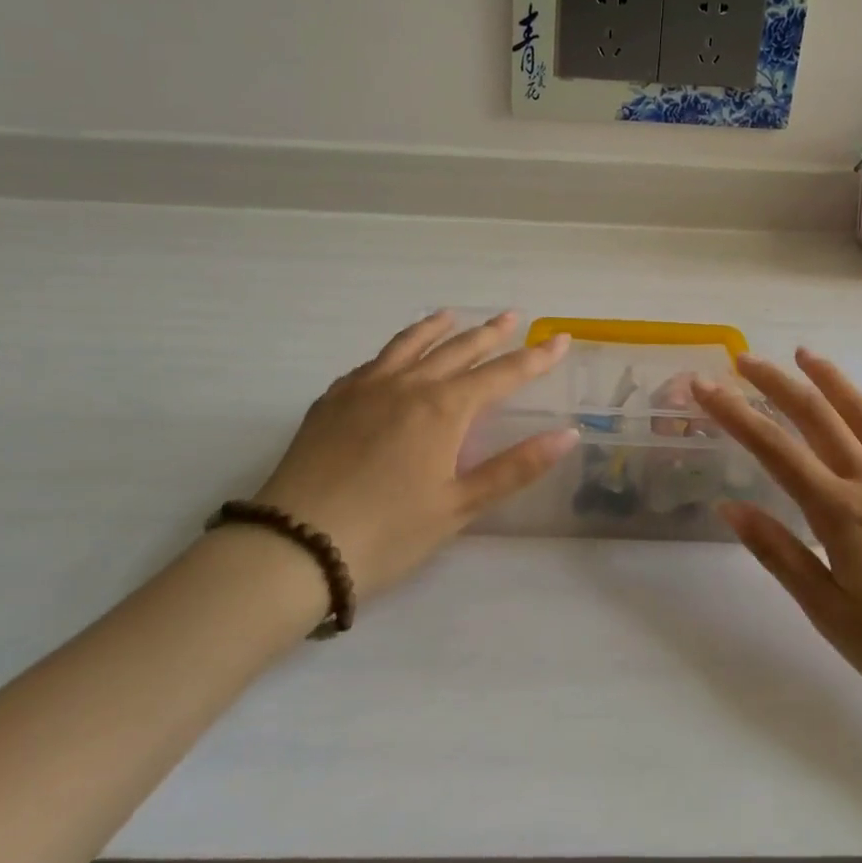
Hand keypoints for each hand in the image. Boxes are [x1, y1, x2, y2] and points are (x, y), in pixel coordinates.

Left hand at [251, 311, 578, 598]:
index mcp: (443, 409)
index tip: (561, 339)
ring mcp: (364, 388)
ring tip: (451, 315)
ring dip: (436, 329)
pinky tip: (392, 358)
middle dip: (490, 333)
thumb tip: (567, 434)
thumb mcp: (459, 506)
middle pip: (458, 349)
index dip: (536, 358)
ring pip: (409, 345)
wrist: (294, 547)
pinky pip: (372, 363)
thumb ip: (515, 467)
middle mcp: (407, 385)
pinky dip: (394, 352)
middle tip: (512, 316)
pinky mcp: (331, 401)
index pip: (502, 374)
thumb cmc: (388, 533)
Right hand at [691, 350, 861, 732]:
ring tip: (804, 353)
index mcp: (840, 513)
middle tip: (742, 359)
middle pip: (816, 417)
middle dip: (775, 384)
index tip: (705, 386)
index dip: (735, 414)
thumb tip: (730, 507)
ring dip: (832, 379)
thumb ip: (780, 554)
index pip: (774, 450)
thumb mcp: (829, 613)